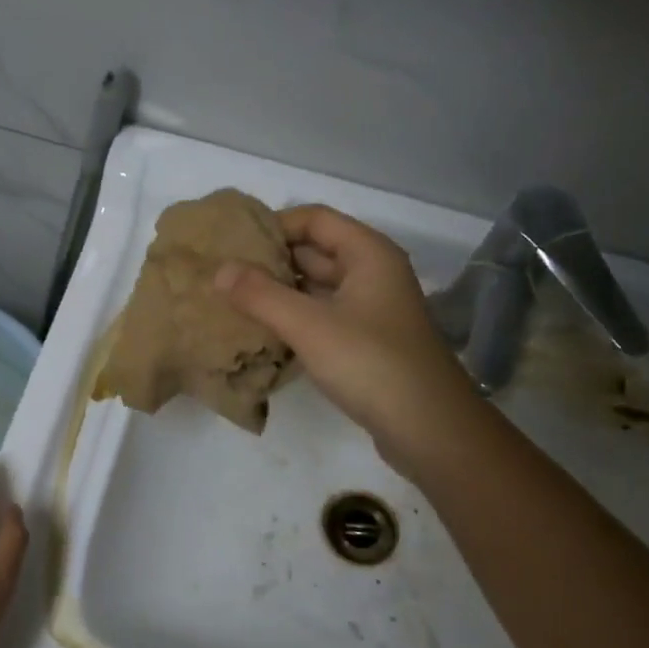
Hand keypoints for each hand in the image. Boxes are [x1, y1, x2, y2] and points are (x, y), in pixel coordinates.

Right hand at [216, 205, 473, 477]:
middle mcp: (373, 274)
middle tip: (224, 274)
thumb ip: (261, 295)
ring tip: (233, 302)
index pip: (314, 219)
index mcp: (368, 254)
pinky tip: (263, 333)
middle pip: (315, 252)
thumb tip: (220, 270)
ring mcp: (371, 311)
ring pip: (317, 289)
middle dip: (272, 261)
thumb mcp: (309, 325)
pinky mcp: (366, 343)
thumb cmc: (370, 363)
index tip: (232, 244)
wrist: (429, 428)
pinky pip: (323, 318)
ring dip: (280, 293)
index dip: (274, 225)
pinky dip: (294, 320)